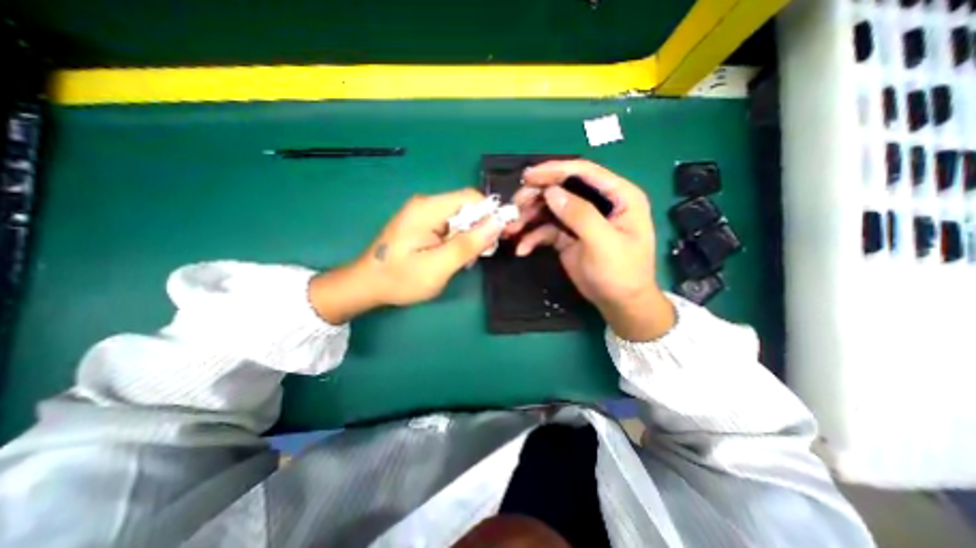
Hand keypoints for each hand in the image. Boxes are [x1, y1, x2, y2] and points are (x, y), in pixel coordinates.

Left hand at [310, 190, 502, 323]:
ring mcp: (422, 213)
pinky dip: (457, 240)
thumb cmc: (400, 279)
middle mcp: (426, 204)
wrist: (366, 285)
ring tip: (463, 260)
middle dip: (479, 229)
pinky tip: (452, 256)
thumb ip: (468, 244)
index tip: (499, 237)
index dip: (490, 215)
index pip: (471, 198)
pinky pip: (449, 225)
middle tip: (479, 255)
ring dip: (468, 237)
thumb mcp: (438, 266)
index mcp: (428, 208)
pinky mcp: (421, 223)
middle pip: (466, 207)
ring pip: (459, 218)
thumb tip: (497, 222)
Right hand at [507, 159, 676, 339]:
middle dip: (536, 196)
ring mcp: (580, 220)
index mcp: (618, 196)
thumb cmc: (621, 273)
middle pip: (562, 189)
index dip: (556, 170)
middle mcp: (598, 203)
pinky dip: (532, 237)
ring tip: (511, 228)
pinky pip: (546, 230)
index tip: (529, 176)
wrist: (619, 304)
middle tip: (515, 205)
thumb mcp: (603, 243)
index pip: (585, 172)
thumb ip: (579, 214)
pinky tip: (522, 249)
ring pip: (550, 209)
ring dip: (529, 217)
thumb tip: (551, 192)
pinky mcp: (568, 236)